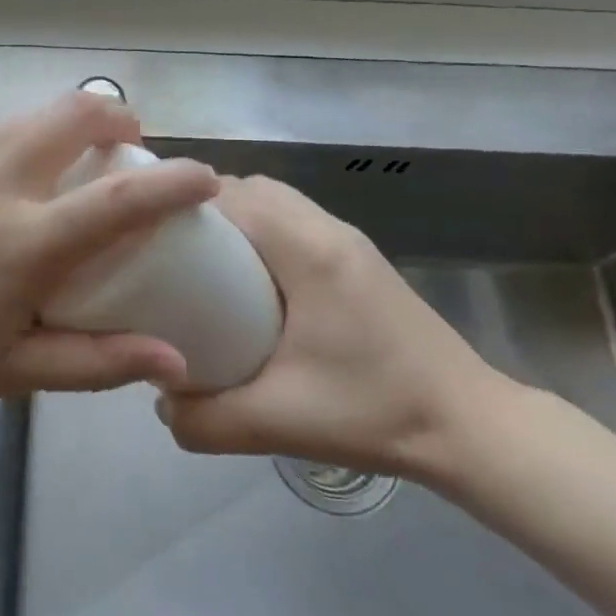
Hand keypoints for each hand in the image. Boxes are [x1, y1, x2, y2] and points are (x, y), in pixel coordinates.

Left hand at [0, 92, 215, 448]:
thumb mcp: (15, 372)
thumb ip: (99, 362)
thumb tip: (175, 362)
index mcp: (24, 242)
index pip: (119, 199)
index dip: (173, 182)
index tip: (205, 175)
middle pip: (71, 115)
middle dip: (115, 115)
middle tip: (128, 142)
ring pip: (26, 120)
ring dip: (62, 130)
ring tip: (66, 167)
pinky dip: (12, 152)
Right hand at [156, 175, 503, 480]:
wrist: (469, 426)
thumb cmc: (375, 412)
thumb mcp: (278, 421)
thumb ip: (205, 418)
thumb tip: (160, 403)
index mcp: (308, 250)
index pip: (233, 194)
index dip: (184, 206)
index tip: (147, 235)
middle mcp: (328, 230)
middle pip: (251, 189)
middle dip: (204, 210)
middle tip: (168, 253)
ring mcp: (348, 241)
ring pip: (275, 202)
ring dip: (236, 220)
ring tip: (201, 266)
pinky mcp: (359, 259)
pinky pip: (295, 222)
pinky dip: (262, 234)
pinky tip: (249, 284)